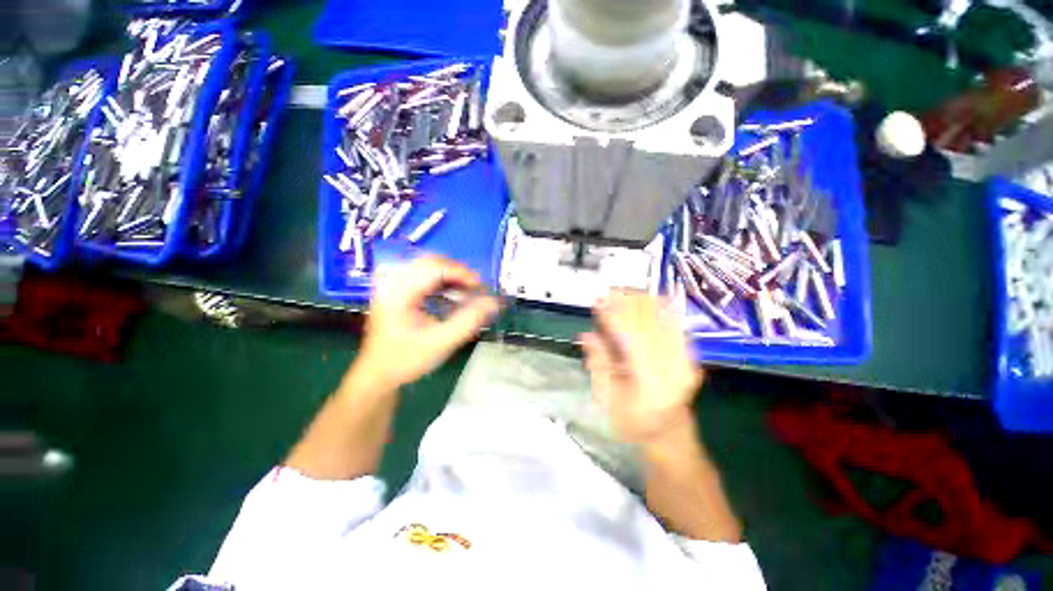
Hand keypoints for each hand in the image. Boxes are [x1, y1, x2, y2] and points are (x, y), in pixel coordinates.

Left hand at [353, 255, 499, 389]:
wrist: (378, 375)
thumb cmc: (407, 360)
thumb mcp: (441, 342)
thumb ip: (469, 321)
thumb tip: (493, 302)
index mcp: (398, 293)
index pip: (434, 267)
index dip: (461, 273)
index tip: (480, 288)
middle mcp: (392, 282)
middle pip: (430, 261)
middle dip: (457, 272)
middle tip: (475, 289)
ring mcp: (392, 284)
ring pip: (427, 266)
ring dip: (450, 275)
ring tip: (466, 292)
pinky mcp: (396, 290)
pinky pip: (423, 275)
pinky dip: (442, 281)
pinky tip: (451, 294)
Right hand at [580, 292, 702, 445]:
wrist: (670, 434)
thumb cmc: (634, 422)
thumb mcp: (608, 400)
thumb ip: (599, 365)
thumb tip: (587, 335)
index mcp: (649, 382)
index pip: (630, 337)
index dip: (613, 315)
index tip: (598, 301)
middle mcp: (672, 368)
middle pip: (648, 323)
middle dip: (626, 303)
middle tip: (607, 292)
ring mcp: (686, 361)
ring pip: (663, 320)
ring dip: (642, 302)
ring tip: (622, 292)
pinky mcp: (691, 356)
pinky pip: (676, 325)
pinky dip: (661, 308)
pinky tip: (648, 298)